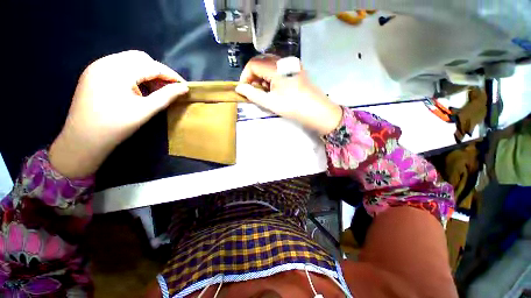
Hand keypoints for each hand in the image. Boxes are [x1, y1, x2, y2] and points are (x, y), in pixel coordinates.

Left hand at [49, 50, 188, 177]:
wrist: (83, 140)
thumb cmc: (116, 126)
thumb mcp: (146, 110)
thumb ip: (167, 96)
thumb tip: (184, 88)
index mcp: (117, 70)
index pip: (152, 65)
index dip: (170, 74)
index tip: (183, 85)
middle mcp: (105, 62)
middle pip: (140, 58)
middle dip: (158, 71)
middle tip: (169, 87)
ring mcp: (97, 67)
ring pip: (129, 61)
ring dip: (146, 72)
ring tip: (154, 89)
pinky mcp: (93, 74)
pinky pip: (118, 66)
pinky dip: (133, 74)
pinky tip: (137, 89)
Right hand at [235, 54, 341, 134]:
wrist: (317, 111)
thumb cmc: (293, 107)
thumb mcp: (270, 103)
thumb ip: (252, 94)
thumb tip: (239, 88)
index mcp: (276, 68)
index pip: (253, 64)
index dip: (245, 75)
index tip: (244, 89)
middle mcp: (284, 61)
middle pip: (261, 62)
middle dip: (254, 76)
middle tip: (254, 91)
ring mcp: (292, 64)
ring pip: (270, 65)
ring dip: (263, 77)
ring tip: (265, 92)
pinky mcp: (297, 69)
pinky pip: (279, 68)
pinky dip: (272, 76)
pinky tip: (275, 88)